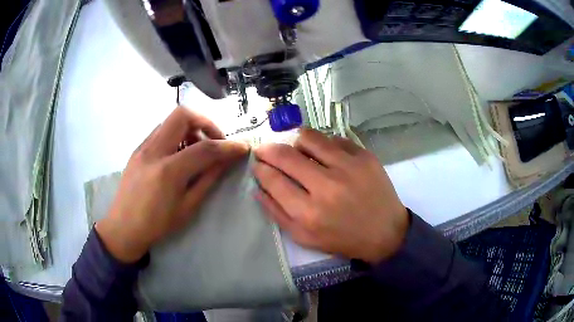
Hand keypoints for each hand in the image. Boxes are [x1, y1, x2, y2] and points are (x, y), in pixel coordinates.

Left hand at [96, 107, 248, 262]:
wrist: (123, 227)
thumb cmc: (157, 224)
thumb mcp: (187, 207)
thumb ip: (208, 179)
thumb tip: (226, 160)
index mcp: (168, 171)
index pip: (205, 148)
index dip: (228, 146)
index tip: (242, 147)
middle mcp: (153, 151)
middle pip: (182, 115)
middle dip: (205, 123)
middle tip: (214, 141)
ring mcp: (143, 147)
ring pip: (170, 120)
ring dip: (190, 128)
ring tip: (196, 151)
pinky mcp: (138, 149)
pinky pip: (161, 131)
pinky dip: (176, 135)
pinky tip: (178, 155)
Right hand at [253, 129, 407, 263]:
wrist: (385, 232)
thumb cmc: (343, 238)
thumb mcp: (304, 237)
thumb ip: (277, 214)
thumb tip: (258, 188)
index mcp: (309, 213)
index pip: (273, 179)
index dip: (260, 168)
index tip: (258, 164)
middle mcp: (326, 186)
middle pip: (286, 155)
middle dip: (268, 149)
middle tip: (265, 150)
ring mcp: (348, 167)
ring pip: (308, 138)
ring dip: (295, 142)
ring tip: (296, 149)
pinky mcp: (364, 156)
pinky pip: (334, 139)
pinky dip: (323, 145)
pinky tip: (325, 155)